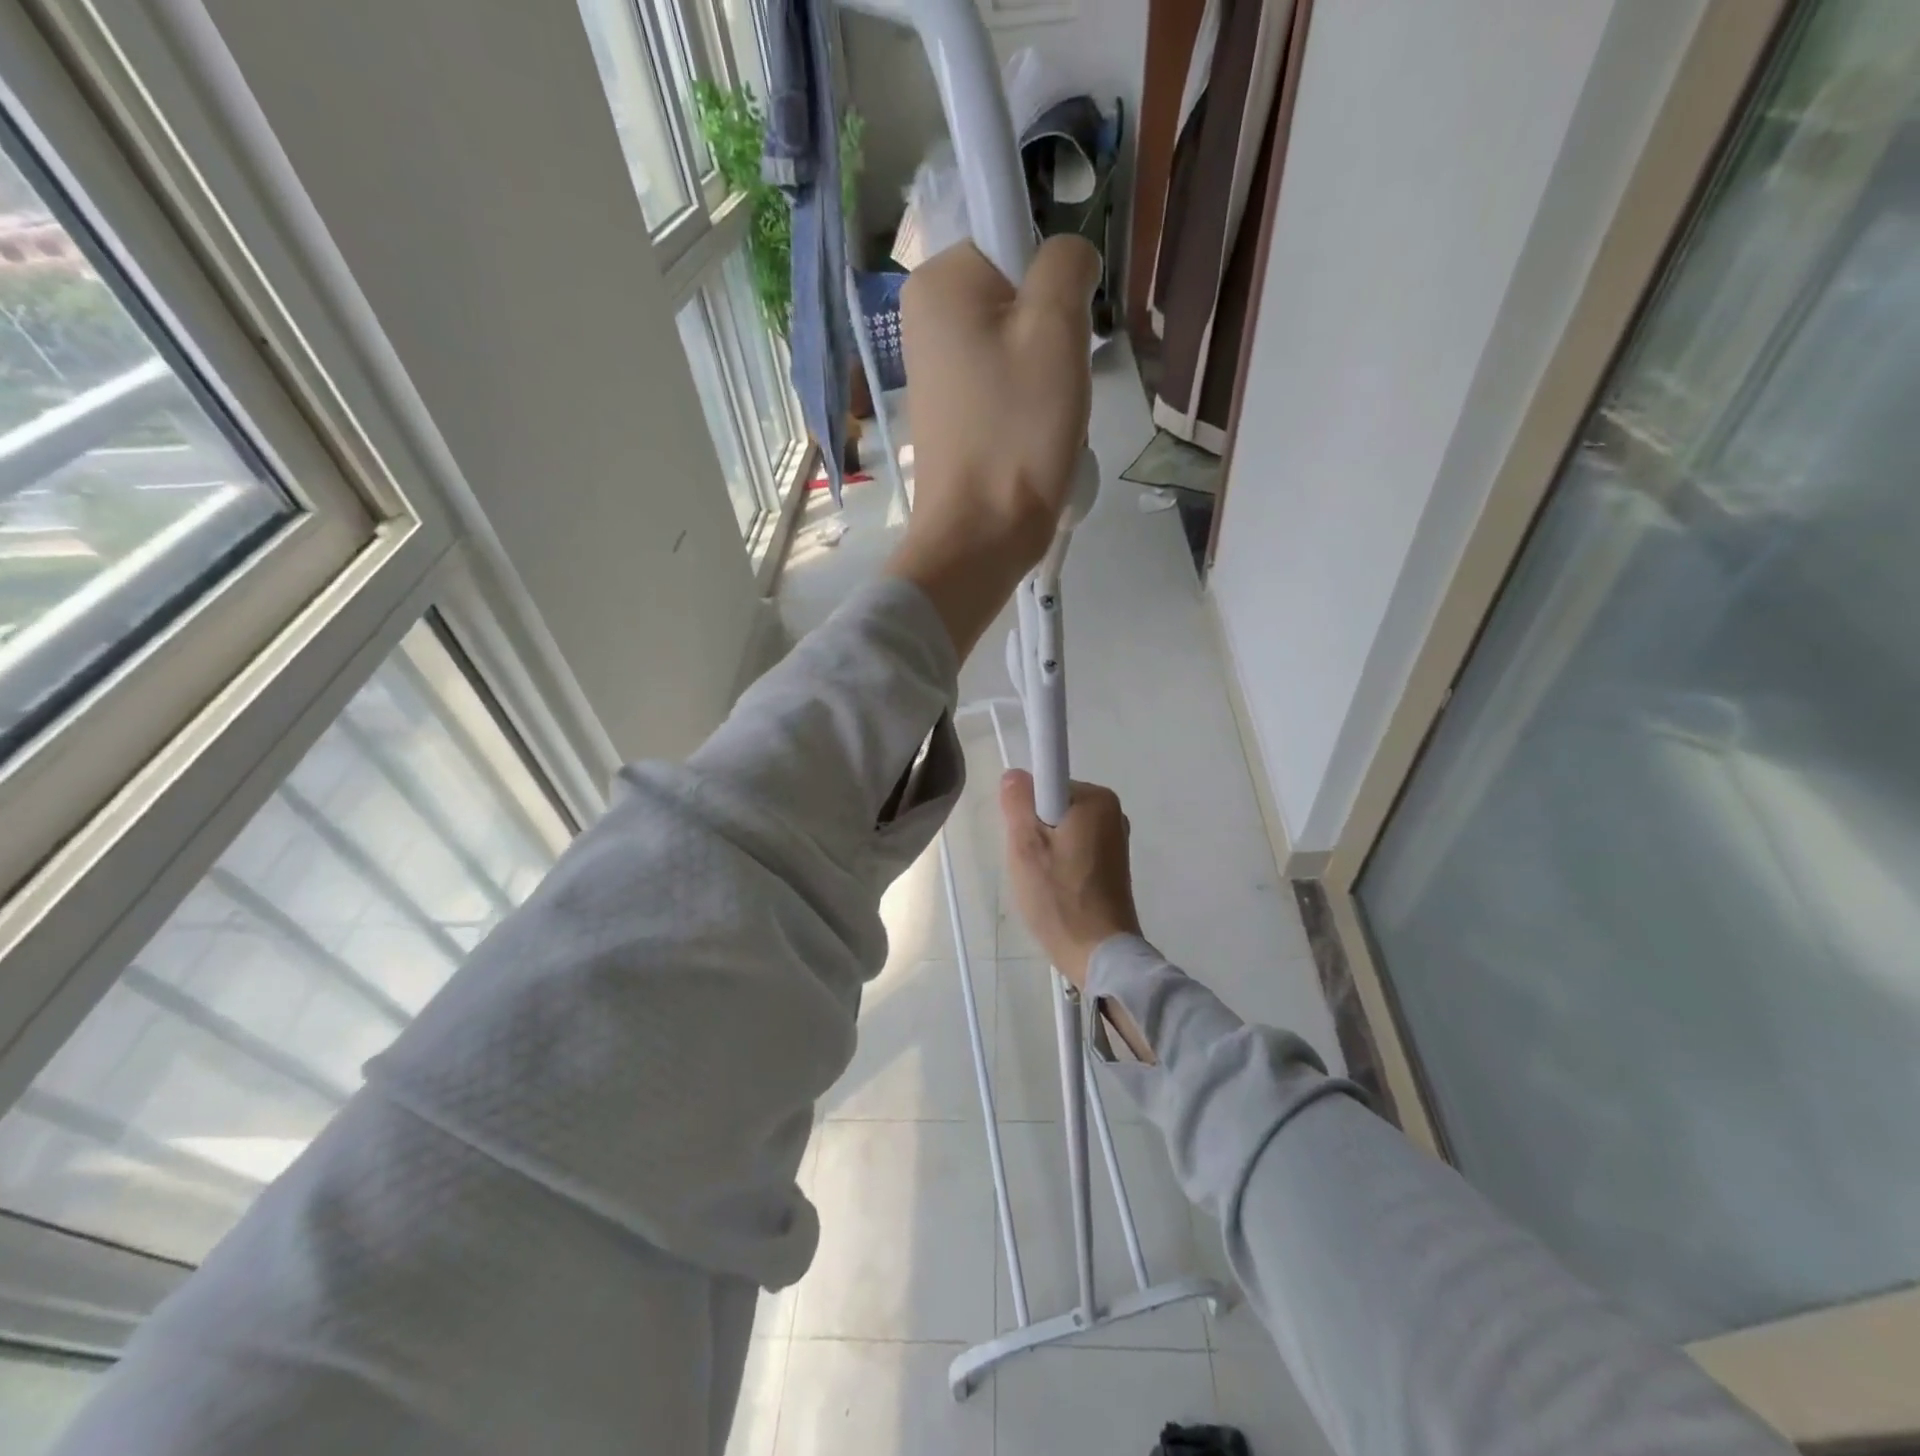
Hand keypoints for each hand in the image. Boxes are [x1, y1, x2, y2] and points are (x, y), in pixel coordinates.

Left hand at [884, 236, 1099, 658]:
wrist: (979, 538)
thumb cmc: (1016, 433)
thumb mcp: (1055, 328)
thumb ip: (1066, 262)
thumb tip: (1066, 259)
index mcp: (938, 283)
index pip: (1012, 234)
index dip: (1050, 278)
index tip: (1058, 329)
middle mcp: (924, 318)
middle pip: (1018, 294)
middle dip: (1052, 333)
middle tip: (1056, 382)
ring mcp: (935, 370)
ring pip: (1018, 344)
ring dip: (1047, 376)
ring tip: (1046, 418)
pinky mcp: (951, 413)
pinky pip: (1005, 385)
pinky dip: (1028, 406)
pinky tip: (1032, 439)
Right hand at [999, 770, 1141, 988]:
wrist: (1099, 953)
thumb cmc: (1060, 897)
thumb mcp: (1025, 846)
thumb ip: (1017, 802)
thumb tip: (1015, 775)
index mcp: (1096, 799)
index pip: (1045, 782)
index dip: (1026, 809)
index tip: (1024, 840)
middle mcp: (1112, 811)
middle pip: (1052, 805)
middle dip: (1034, 830)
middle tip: (1030, 864)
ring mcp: (1115, 838)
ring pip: (1061, 828)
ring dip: (1045, 849)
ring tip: (1043, 882)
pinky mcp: (1113, 862)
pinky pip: (1074, 847)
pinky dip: (1060, 862)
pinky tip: (1057, 889)